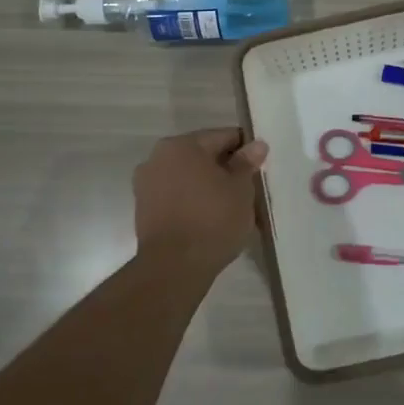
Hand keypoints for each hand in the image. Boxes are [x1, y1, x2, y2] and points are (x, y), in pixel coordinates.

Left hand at [132, 127, 268, 270]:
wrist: (174, 267)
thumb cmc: (212, 220)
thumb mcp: (240, 189)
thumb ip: (247, 163)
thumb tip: (256, 145)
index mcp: (182, 145)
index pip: (222, 137)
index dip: (245, 149)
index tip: (260, 165)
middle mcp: (158, 157)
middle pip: (202, 156)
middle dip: (224, 169)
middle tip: (248, 188)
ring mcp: (146, 184)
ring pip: (188, 177)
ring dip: (207, 186)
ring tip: (231, 207)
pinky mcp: (143, 210)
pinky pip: (176, 196)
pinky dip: (192, 202)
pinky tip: (210, 219)